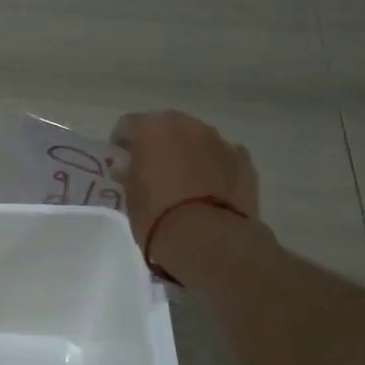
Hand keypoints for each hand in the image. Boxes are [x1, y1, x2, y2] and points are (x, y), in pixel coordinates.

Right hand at [110, 110, 261, 271]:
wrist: (209, 239)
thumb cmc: (158, 216)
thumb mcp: (131, 196)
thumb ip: (130, 174)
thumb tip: (129, 166)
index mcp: (152, 130)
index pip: (128, 124)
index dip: (121, 142)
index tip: (120, 160)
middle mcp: (187, 126)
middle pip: (166, 125)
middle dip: (158, 142)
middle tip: (152, 168)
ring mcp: (219, 140)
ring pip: (197, 138)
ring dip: (187, 152)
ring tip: (183, 180)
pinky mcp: (243, 160)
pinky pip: (221, 156)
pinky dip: (213, 166)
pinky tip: (210, 189)